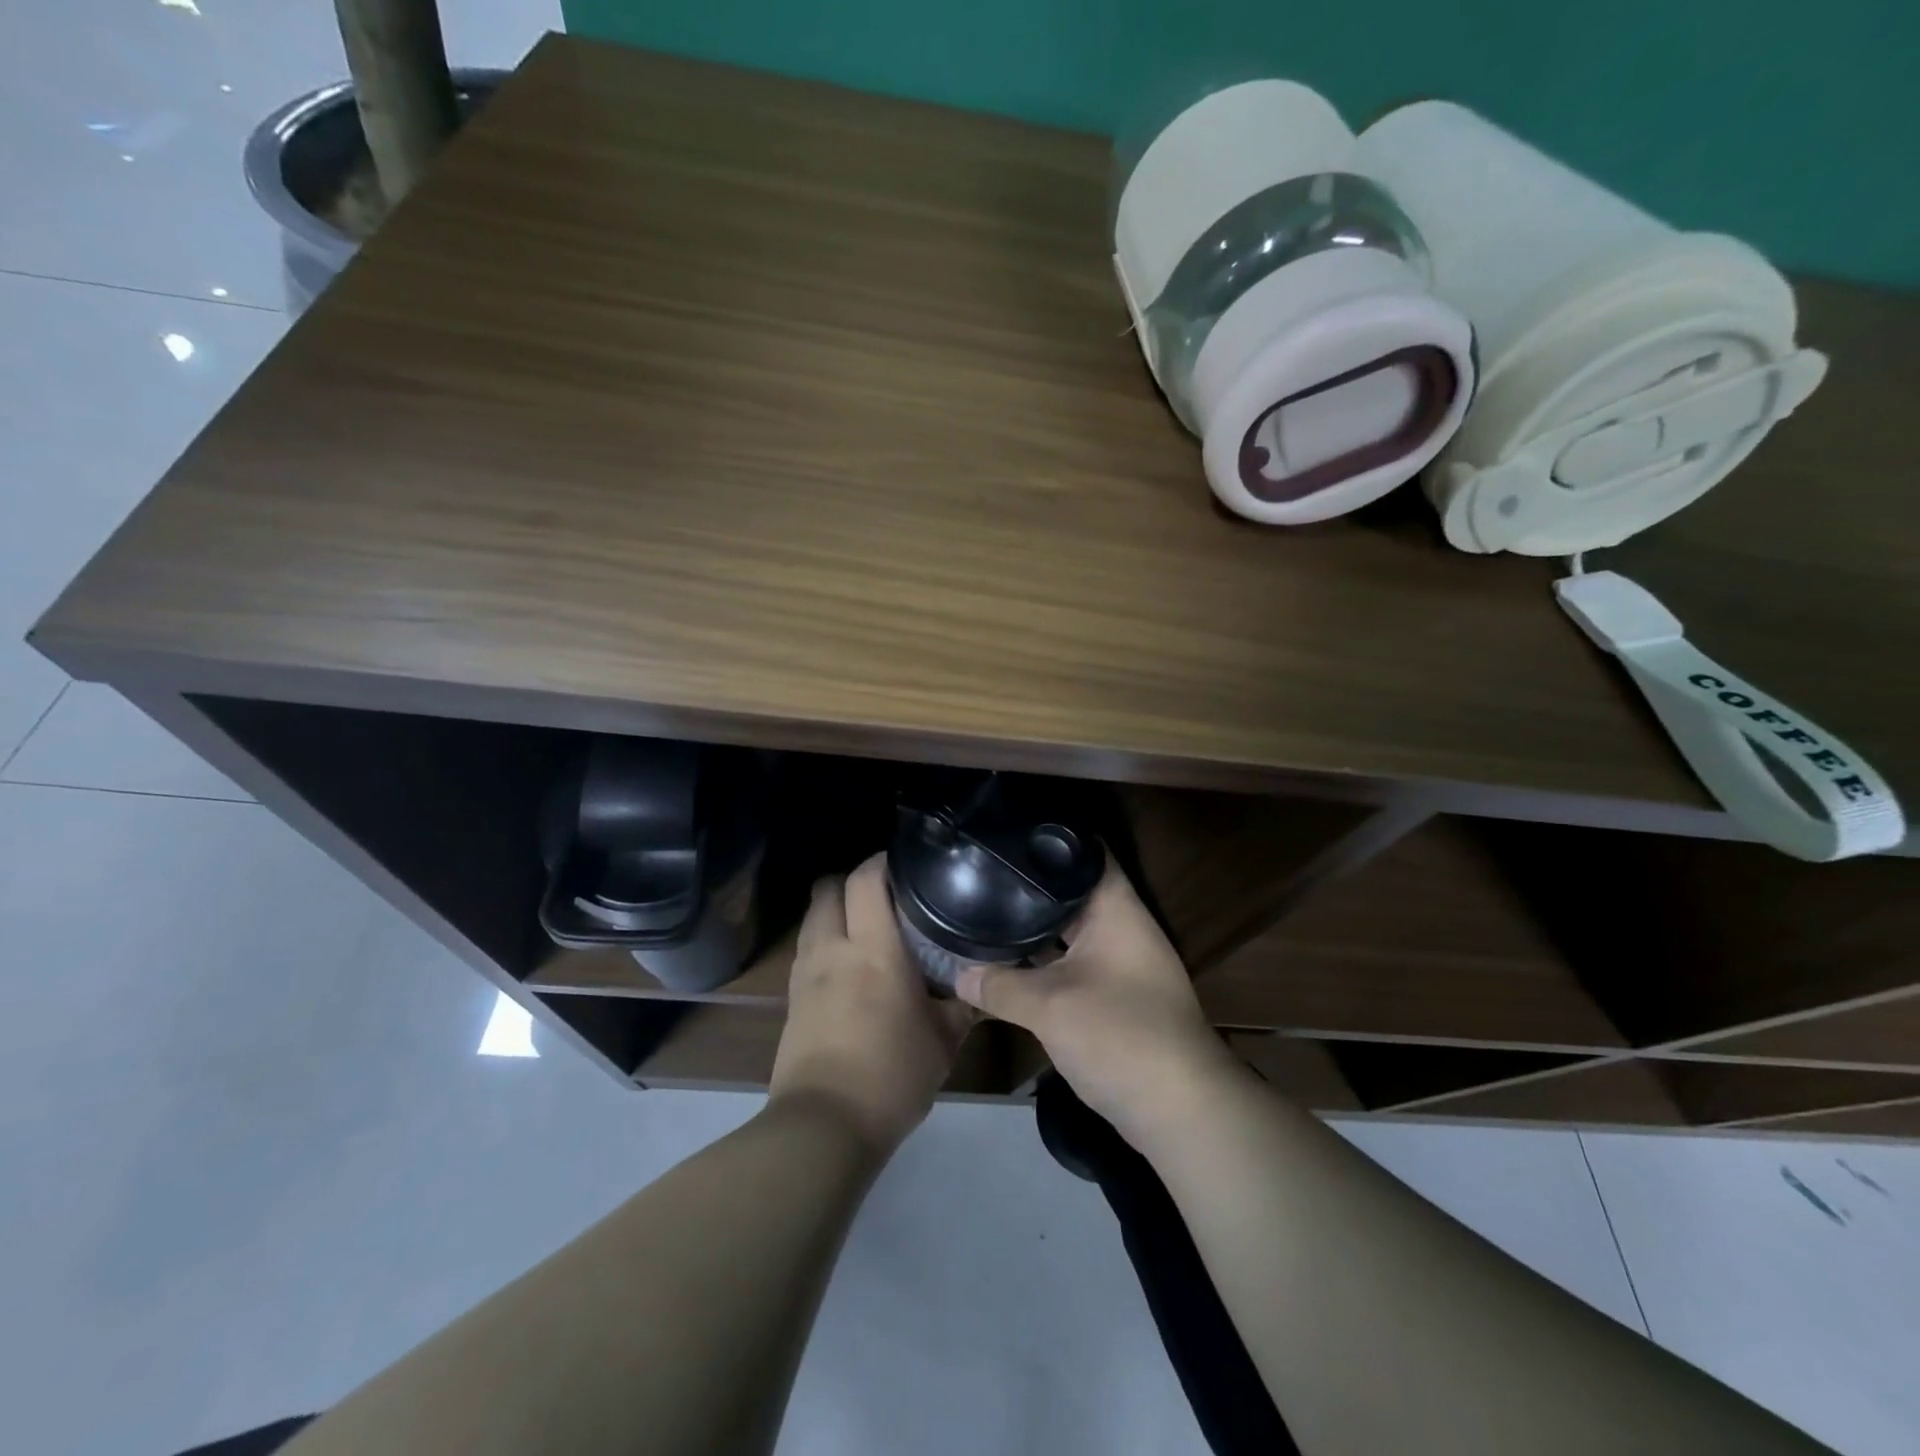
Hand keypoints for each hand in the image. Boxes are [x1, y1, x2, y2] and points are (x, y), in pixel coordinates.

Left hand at [770, 853, 975, 1154]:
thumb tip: (984, 986)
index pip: (866, 879)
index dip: (882, 860)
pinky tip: (849, 964)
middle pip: (828, 887)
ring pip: (814, 916)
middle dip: (852, 880)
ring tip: (868, 926)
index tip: (906, 861)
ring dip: (836, 909)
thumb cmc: (892, 1076)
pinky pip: (807, 948)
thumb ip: (964, 1006)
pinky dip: (825, 940)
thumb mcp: (943, 1042)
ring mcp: (806, 972)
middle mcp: (833, 949)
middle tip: (886, 893)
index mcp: (873, 949)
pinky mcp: (792, 997)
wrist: (824, 1126)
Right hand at [955, 860, 1237, 1142]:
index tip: (1006, 831)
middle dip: (1031, 885)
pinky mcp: (1116, 996)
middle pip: (1073, 892)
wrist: (1179, 1110)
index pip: (1086, 852)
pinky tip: (1010, 961)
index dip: (1049, 837)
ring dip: (1037, 927)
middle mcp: (1122, 927)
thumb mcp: (1049, 1007)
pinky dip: (1046, 961)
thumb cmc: (1119, 1035)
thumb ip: (999, 986)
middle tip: (982, 872)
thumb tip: (957, 974)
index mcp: (1116, 909)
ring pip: (1071, 931)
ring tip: (986, 909)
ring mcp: (1121, 963)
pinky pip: (1074, 963)